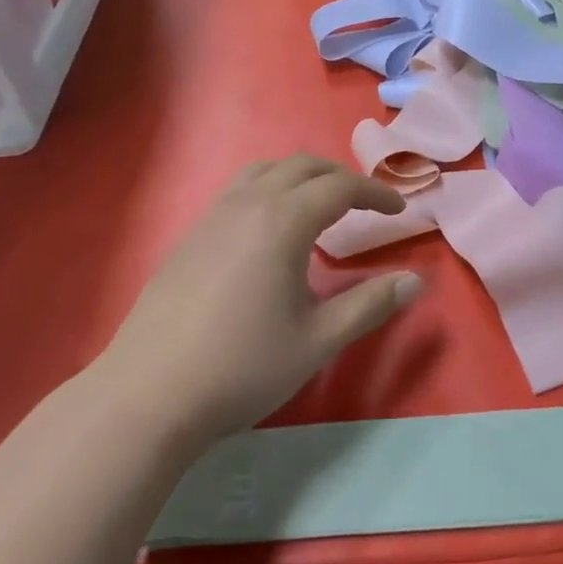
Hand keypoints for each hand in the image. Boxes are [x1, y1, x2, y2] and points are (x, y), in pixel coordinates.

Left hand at [88, 156, 422, 449]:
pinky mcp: (190, 236)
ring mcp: (213, 217)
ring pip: (265, 171)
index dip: (375, 194)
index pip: (340, 187)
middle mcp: (248, 205)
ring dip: (302, 177)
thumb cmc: (242, 367)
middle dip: (340, 177)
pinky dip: (270, 189)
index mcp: (283, 221)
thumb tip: (416, 281)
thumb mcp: (318, 341)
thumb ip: (370, 305)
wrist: (147, 397)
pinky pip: (239, 190)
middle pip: (302, 167)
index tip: (399, 211)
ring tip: (319, 207)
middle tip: (365, 204)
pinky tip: (270, 231)